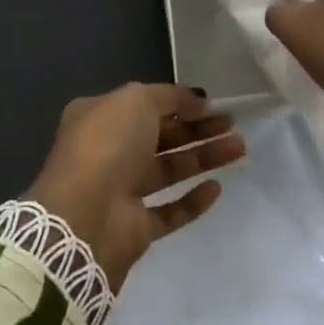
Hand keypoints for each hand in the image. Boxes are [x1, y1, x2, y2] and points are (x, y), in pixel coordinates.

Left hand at [25, 83, 244, 288]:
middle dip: (197, 129)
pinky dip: (192, 200)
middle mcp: (108, 152)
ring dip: (202, 158)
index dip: (179, 103)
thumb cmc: (108, 145)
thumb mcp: (138, 100)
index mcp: (99, 118)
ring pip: (168, 171)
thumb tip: (198, 99)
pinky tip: (216, 188)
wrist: (85, 216)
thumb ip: (171, 96)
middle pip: (161, 137)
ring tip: (238, 148)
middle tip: (232, 124)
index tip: (212, 104)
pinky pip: (169, 211)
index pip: (145, 106)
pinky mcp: (134, 227)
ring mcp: (120, 191)